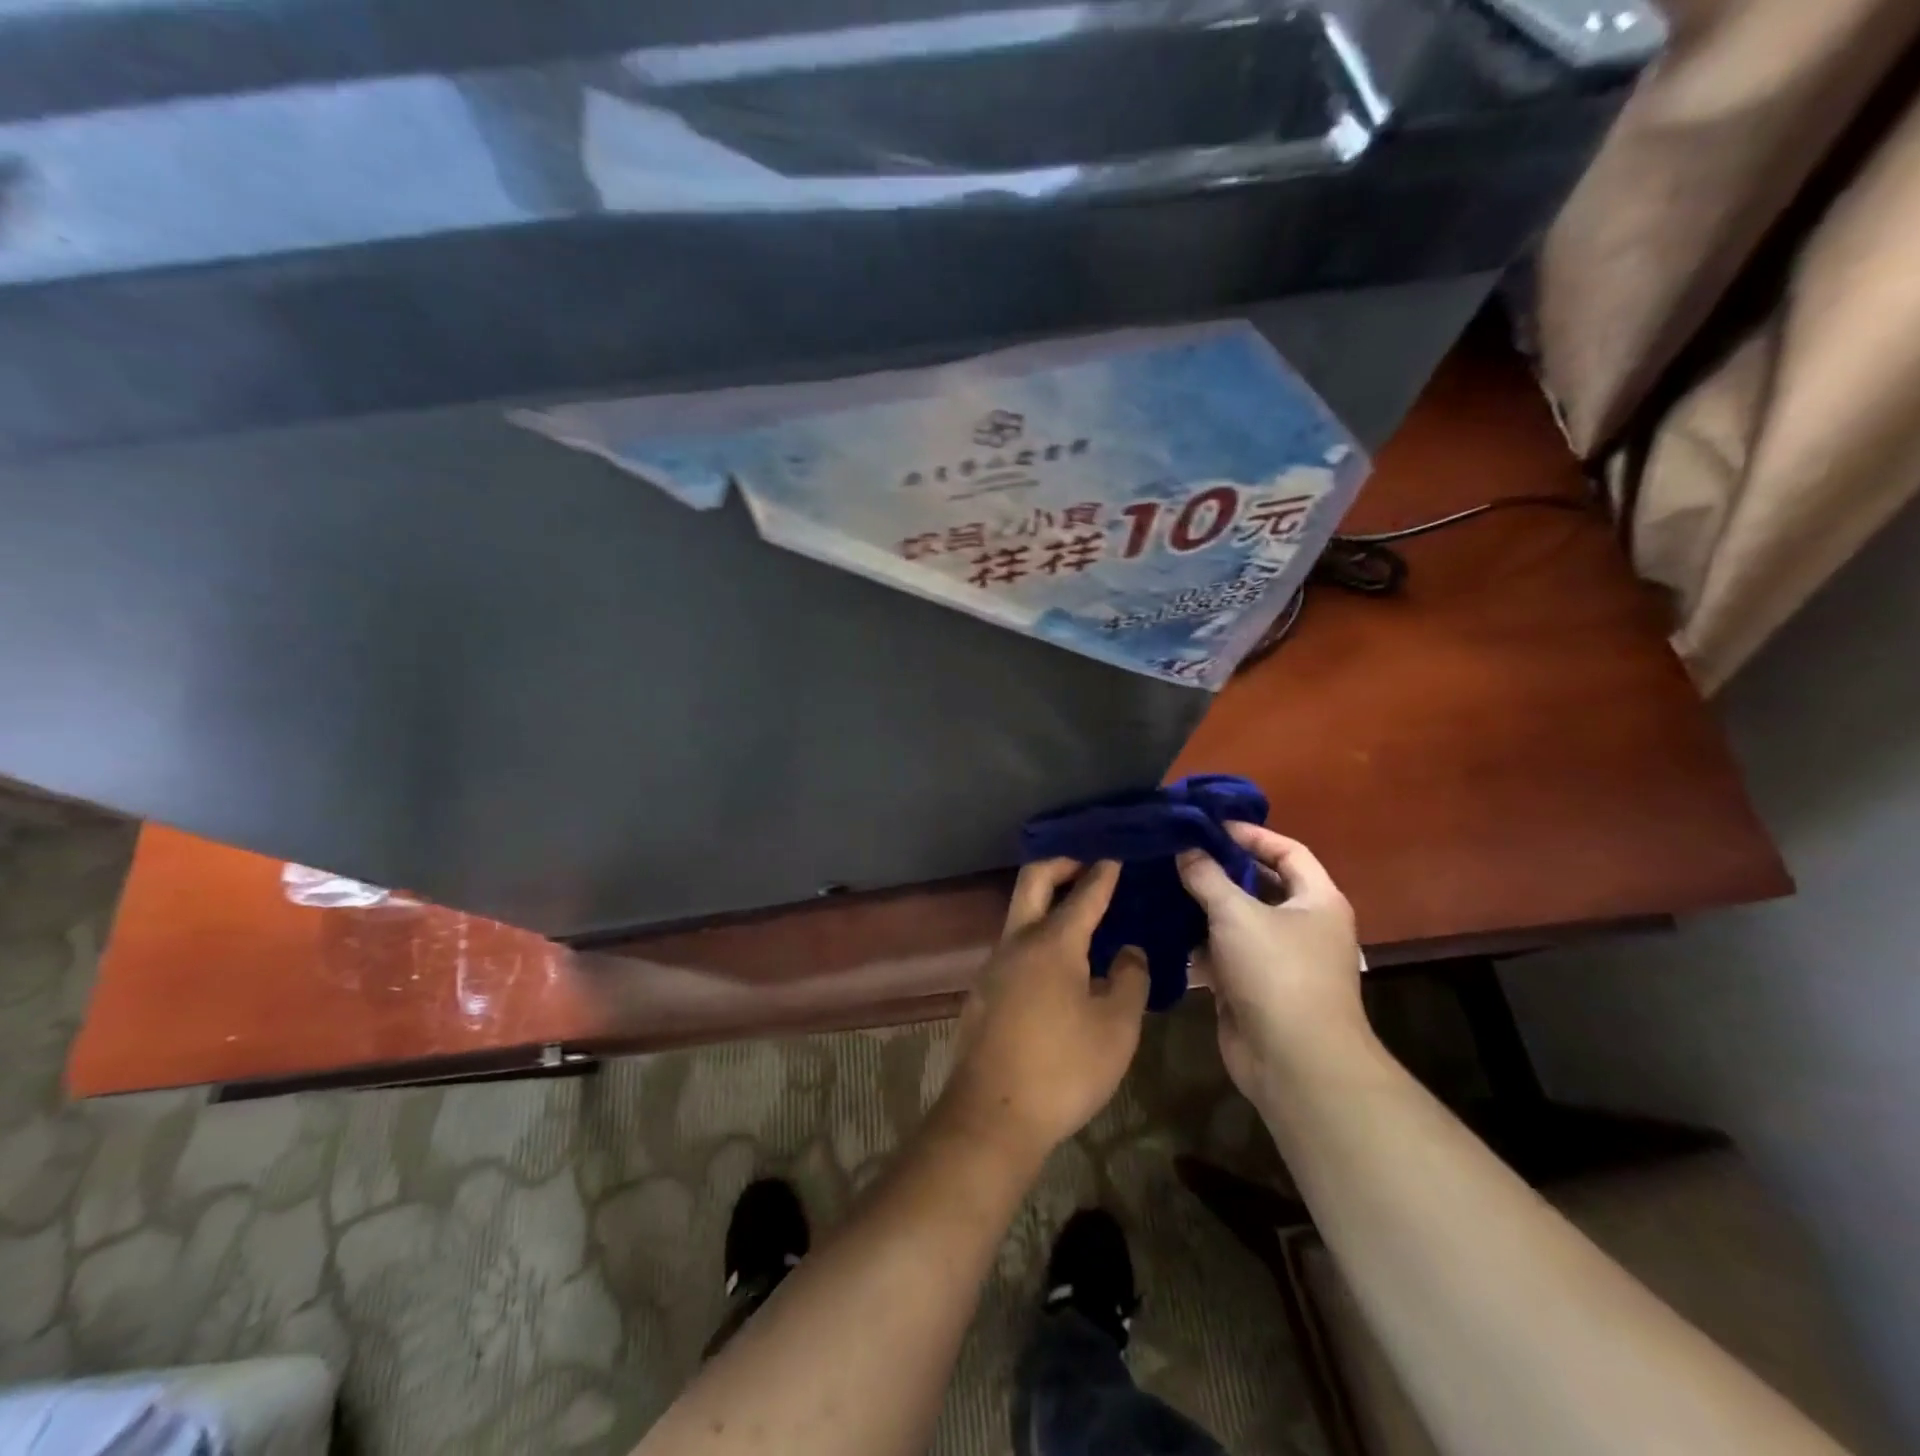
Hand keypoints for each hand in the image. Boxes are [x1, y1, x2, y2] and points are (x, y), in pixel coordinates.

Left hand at [936, 859, 1149, 1166]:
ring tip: (1080, 914)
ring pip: (1019, 913)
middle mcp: (1017, 941)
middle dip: (1061, 863)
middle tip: (1088, 863)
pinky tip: (1057, 964)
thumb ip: (1128, 981)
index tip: (1115, 853)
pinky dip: (1037, 935)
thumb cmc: (1063, 1068)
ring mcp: (993, 965)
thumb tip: (1128, 951)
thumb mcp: (1116, 1028)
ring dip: (1047, 901)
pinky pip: (1014, 946)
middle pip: (1033, 881)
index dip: (1102, 872)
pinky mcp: (982, 990)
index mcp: (1053, 942)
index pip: (1083, 893)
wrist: (992, 1114)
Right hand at [1177, 825, 1370, 1099]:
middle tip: (1179, 852)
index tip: (1210, 825)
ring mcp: (1278, 959)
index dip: (1252, 834)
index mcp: (1317, 901)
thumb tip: (1185, 848)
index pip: (1288, 851)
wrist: (1295, 1062)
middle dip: (1221, 869)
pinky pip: (1223, 954)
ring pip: (1238, 921)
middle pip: (1260, 885)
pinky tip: (1164, 929)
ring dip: (1204, 907)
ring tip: (1163, 884)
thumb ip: (1208, 876)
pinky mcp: (1253, 988)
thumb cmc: (1277, 972)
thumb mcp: (1237, 914)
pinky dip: (1198, 943)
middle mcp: (1303, 926)